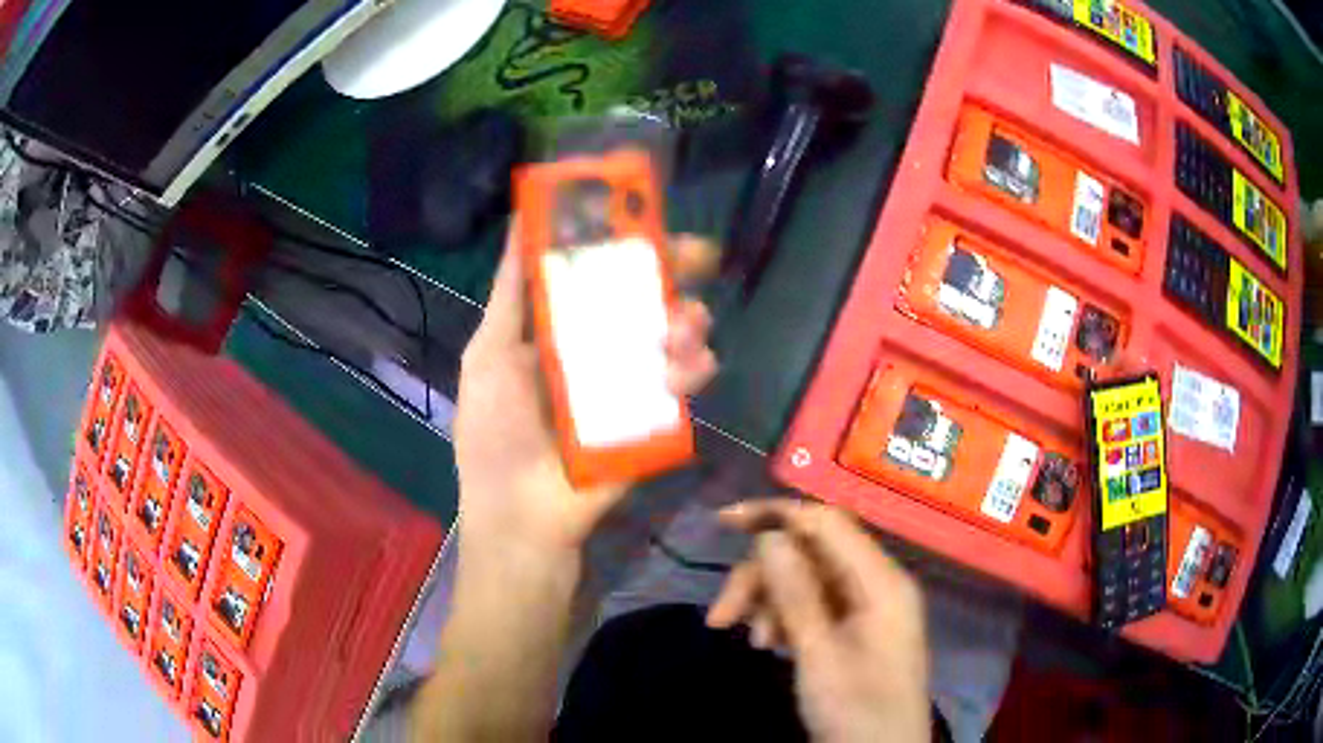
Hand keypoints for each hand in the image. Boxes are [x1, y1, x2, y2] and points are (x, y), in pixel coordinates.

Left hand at [454, 232, 718, 557]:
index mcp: (558, 332)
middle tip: (696, 256)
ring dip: (688, 319)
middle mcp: (597, 351)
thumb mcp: (488, 356)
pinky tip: (687, 367)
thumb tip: (520, 223)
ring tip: (687, 321)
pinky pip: (683, 387)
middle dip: (671, 274)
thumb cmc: (494, 435)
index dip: (621, 245)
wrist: (523, 518)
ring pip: (671, 338)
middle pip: (642, 301)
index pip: (596, 276)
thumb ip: (509, 295)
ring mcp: (628, 385)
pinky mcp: (653, 420)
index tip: (645, 217)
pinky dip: (693, 370)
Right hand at [707, 500, 930, 742]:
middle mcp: (876, 585)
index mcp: (881, 582)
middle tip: (721, 617)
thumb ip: (797, 593)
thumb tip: (770, 535)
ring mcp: (865, 608)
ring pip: (806, 581)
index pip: (828, 522)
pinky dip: (784, 619)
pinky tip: (769, 645)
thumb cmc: (855, 709)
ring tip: (752, 642)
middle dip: (762, 578)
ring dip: (770, 603)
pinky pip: (812, 606)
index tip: (724, 523)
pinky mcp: (853, 630)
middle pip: (810, 555)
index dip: (777, 515)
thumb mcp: (820, 655)